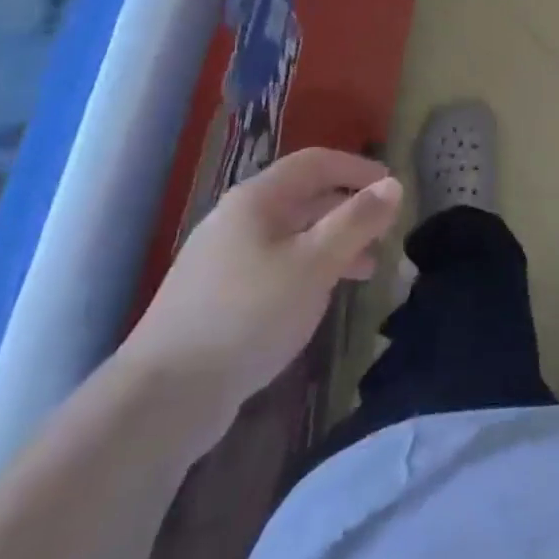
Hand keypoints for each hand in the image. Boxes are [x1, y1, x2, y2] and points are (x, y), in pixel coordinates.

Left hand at [120, 148, 402, 451]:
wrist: (164, 396)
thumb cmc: (249, 314)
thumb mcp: (316, 263)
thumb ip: (357, 220)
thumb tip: (394, 185)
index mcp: (257, 199)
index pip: (316, 162)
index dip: (358, 168)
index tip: (394, 188)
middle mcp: (237, 218)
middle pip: (304, 197)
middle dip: (350, 210)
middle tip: (386, 233)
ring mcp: (223, 258)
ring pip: (292, 235)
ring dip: (334, 243)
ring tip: (367, 270)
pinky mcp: (218, 296)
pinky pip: (276, 265)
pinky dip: (309, 269)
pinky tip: (323, 296)